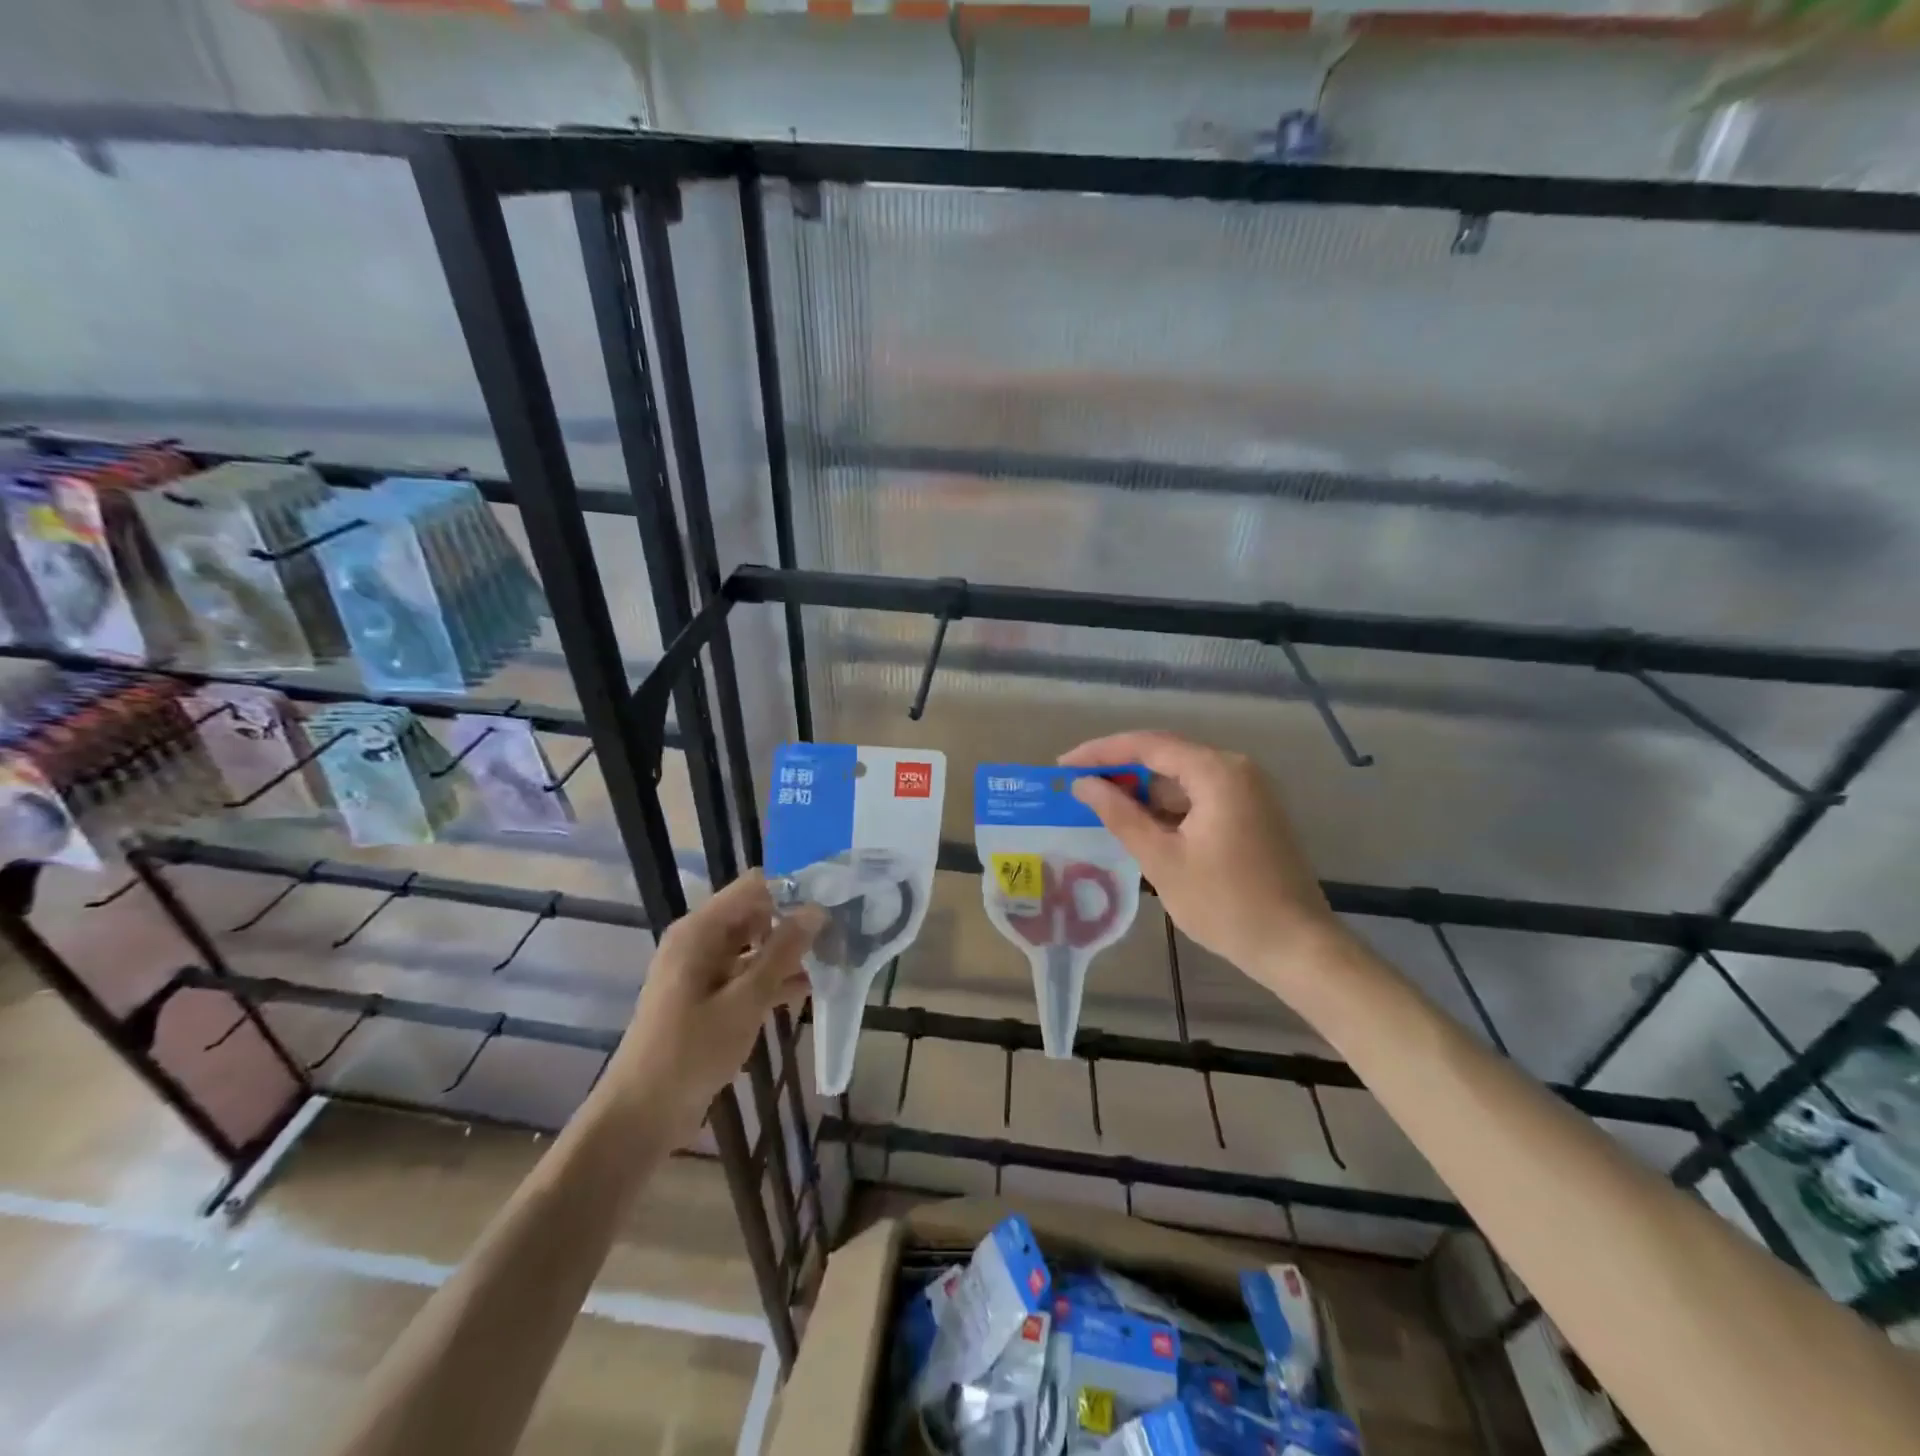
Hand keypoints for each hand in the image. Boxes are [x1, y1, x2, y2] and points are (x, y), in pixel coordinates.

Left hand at [609, 873, 822, 1128]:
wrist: (641, 1114)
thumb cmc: (690, 1052)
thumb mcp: (744, 1001)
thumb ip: (782, 953)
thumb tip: (816, 910)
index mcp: (700, 930)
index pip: (754, 886)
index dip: (794, 887)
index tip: (834, 896)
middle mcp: (700, 940)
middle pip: (755, 913)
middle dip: (795, 920)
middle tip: (841, 929)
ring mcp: (702, 970)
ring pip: (754, 945)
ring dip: (788, 952)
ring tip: (835, 956)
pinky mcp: (708, 997)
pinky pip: (746, 974)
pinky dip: (773, 978)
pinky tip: (810, 988)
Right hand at [1061, 731, 1343, 984]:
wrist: (1297, 947)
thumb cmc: (1226, 904)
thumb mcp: (1163, 860)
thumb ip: (1120, 815)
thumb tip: (1083, 784)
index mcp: (1217, 772)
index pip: (1147, 746)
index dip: (1101, 752)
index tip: (1063, 765)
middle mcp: (1236, 770)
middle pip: (1166, 756)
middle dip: (1119, 769)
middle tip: (1077, 784)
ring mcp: (1248, 791)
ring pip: (1182, 778)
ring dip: (1142, 790)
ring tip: (1099, 804)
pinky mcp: (1251, 813)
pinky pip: (1198, 797)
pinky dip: (1166, 807)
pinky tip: (1139, 824)